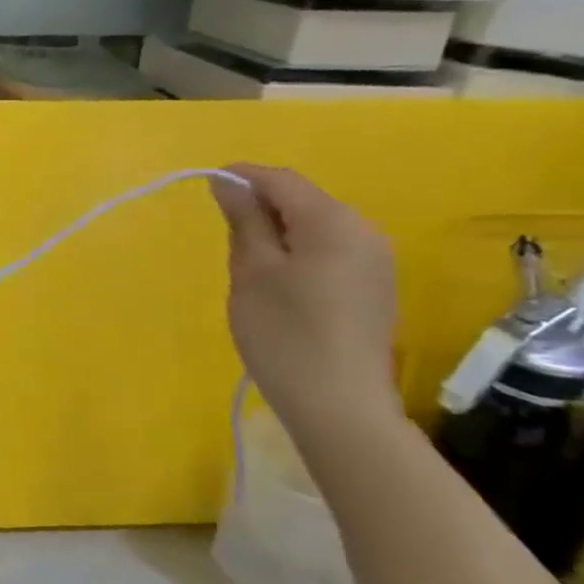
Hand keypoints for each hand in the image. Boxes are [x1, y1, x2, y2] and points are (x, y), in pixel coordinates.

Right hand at [212, 164, 401, 431]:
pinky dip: (299, 252)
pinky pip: (330, 251)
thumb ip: (243, 220)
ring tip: (247, 262)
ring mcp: (376, 262)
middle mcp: (365, 232)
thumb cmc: (284, 334)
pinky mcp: (375, 288)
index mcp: (334, 222)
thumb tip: (228, 182)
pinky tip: (279, 284)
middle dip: (261, 206)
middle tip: (223, 233)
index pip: (281, 180)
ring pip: (317, 227)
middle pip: (304, 201)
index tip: (206, 186)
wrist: (340, 406)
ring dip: (278, 232)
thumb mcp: (252, 272)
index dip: (242, 176)